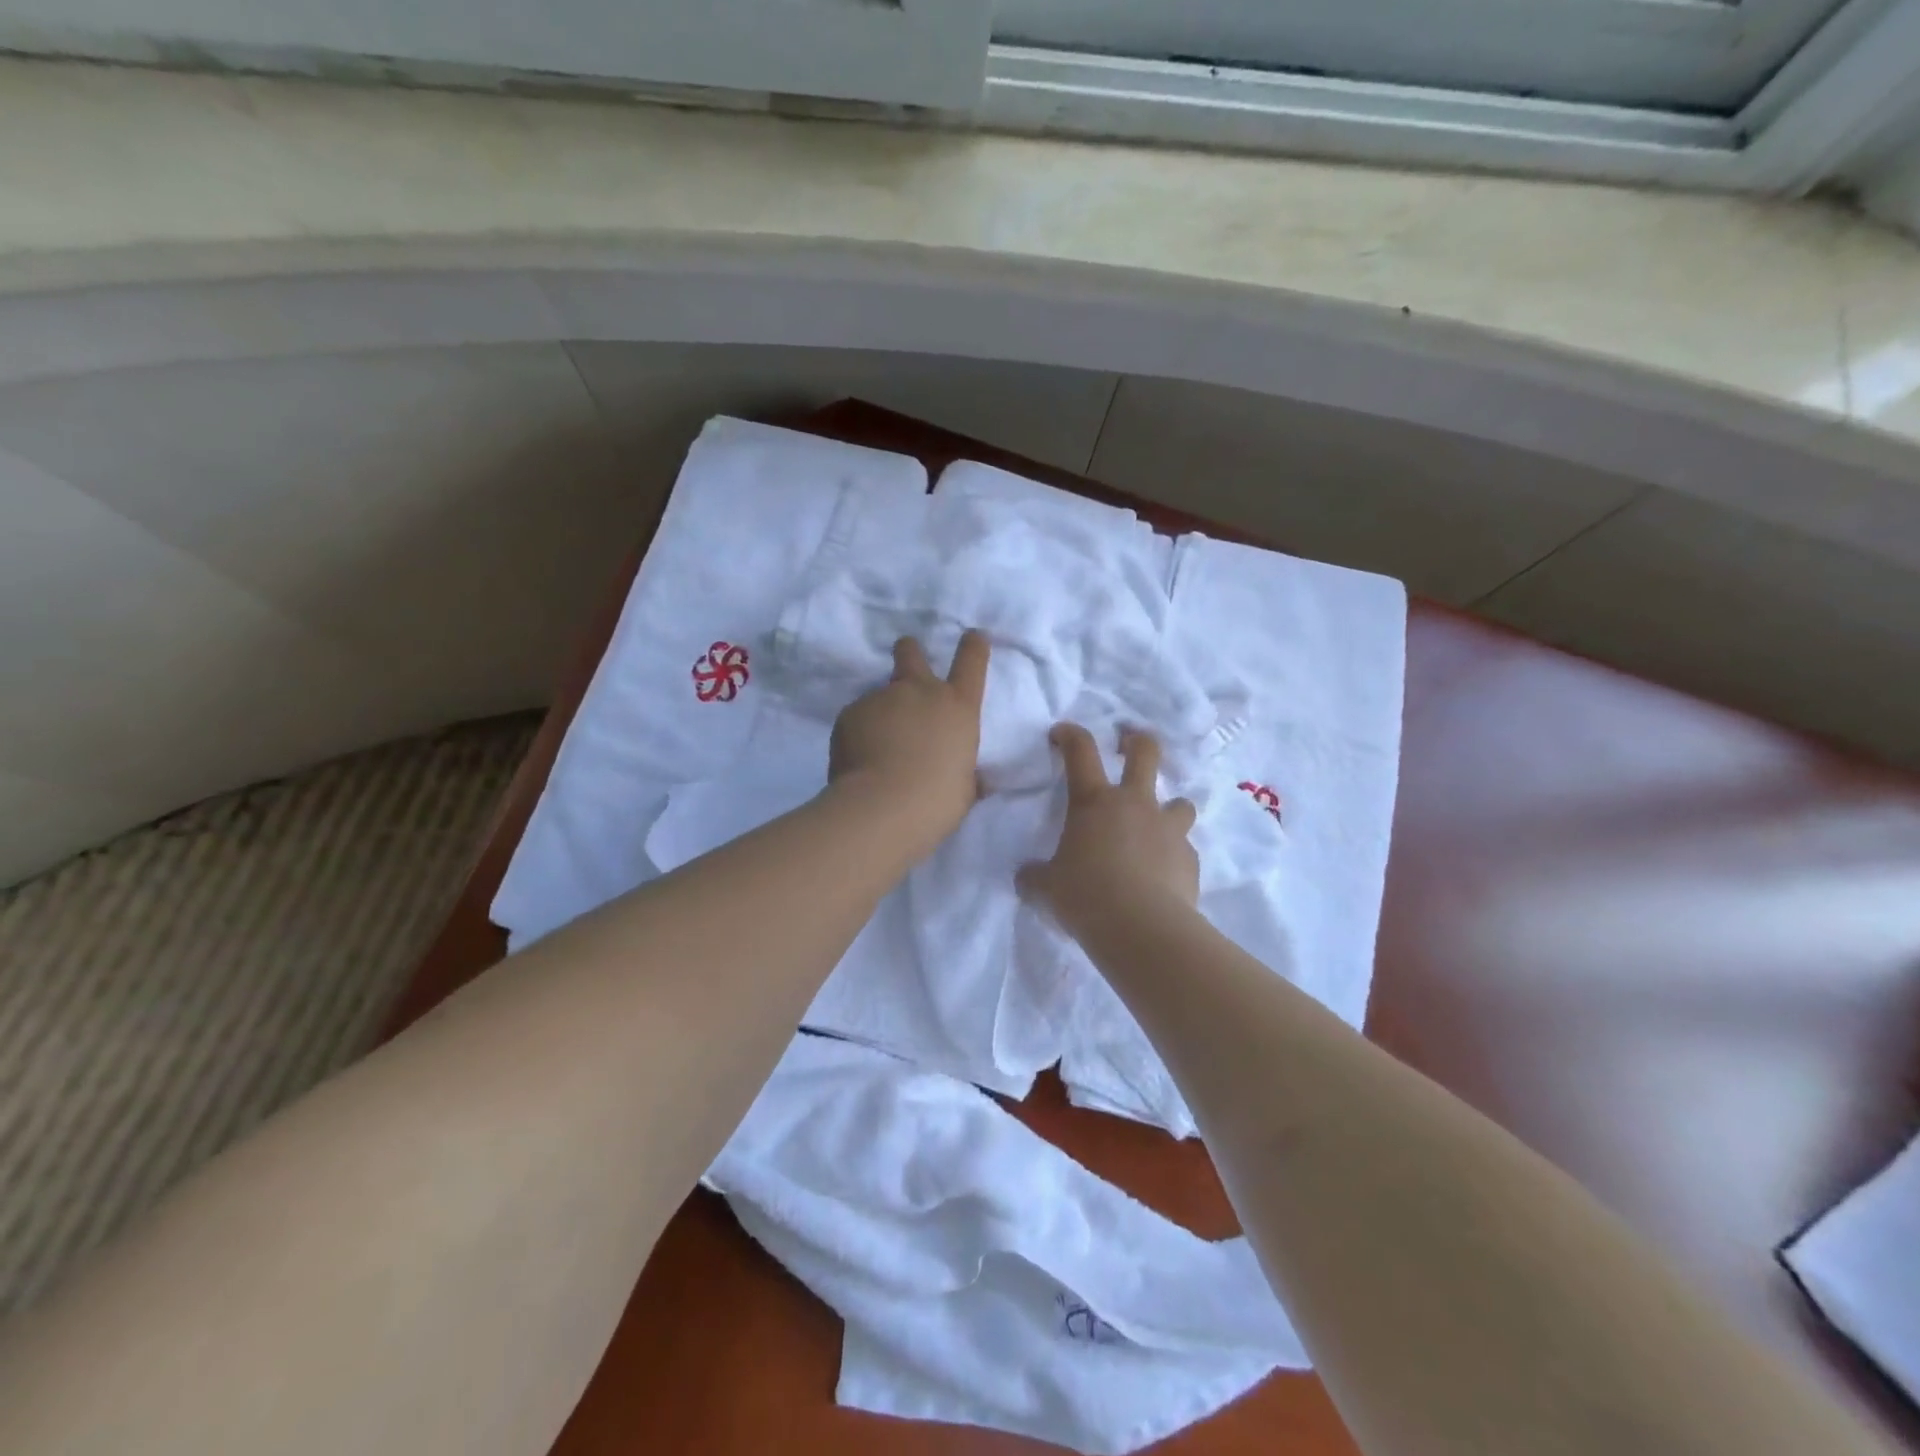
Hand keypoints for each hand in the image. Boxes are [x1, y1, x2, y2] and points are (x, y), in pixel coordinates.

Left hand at [828, 630, 990, 848]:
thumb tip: (973, 779)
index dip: (973, 646)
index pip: (971, 661)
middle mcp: (920, 691)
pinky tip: (859, 760)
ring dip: (881, 713)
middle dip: (908, 651)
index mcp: (958, 707)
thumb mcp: (964, 790)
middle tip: (905, 657)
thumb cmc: (936, 801)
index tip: (972, 636)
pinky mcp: (850, 713)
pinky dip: (858, 734)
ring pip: (880, 695)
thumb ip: (965, 774)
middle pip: (911, 653)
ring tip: (877, 749)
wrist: (883, 807)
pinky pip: (857, 719)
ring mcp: (881, 698)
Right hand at [1017, 724, 1198, 932]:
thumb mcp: (1046, 887)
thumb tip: (1026, 877)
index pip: (1080, 751)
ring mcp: (1168, 829)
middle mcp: (1135, 805)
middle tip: (1130, 745)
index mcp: (1094, 802)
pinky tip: (1163, 877)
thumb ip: (1035, 876)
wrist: (1141, 928)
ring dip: (1169, 809)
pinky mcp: (1190, 859)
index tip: (1061, 734)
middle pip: (1146, 753)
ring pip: (1180, 802)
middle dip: (1138, 742)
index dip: (1070, 735)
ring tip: (1158, 827)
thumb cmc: (1084, 896)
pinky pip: (1184, 849)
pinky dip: (1174, 856)